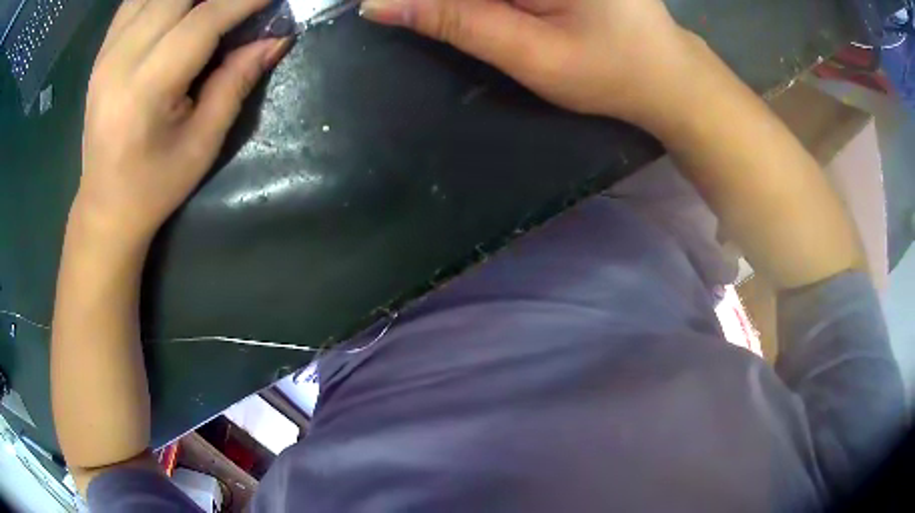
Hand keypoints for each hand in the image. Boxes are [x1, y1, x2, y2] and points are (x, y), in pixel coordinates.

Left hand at [75, 0, 289, 245]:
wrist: (105, 206)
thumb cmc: (154, 185)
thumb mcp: (203, 143)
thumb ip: (237, 82)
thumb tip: (277, 38)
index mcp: (145, 89)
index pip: (204, 21)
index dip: (245, 0)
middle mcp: (120, 60)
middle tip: (242, 2)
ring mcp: (106, 52)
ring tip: (211, 5)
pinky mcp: (102, 52)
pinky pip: (134, 1)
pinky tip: (178, 7)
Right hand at [360, 0, 701, 123]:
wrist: (667, 77)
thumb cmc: (609, 71)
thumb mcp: (529, 52)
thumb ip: (455, 21)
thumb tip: (378, 3)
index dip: (418, 0)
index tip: (379, 9)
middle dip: (445, 6)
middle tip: (450, 27)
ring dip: (457, 6)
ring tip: (503, 38)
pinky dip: (480, 5)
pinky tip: (482, 17)